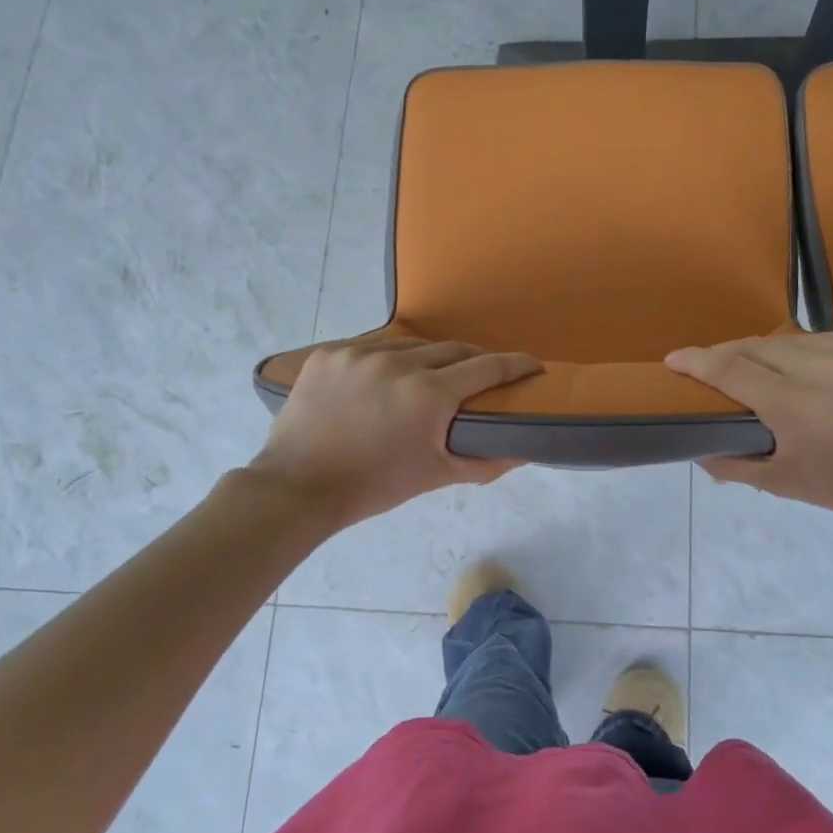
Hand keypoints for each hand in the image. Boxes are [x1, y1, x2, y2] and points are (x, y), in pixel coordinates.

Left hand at [250, 337, 541, 527]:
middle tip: (484, 376)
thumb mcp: (436, 476)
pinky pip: (371, 346)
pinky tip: (387, 376)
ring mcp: (358, 353)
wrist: (299, 487)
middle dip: (475, 360)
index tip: (533, 365)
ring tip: (433, 375)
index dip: (516, 364)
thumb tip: (525, 452)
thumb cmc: (375, 486)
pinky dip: (388, 359)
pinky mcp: (329, 353)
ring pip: (410, 344)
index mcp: (429, 394)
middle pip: (452, 349)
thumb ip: (486, 461)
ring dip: (430, 357)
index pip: (487, 367)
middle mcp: (397, 363)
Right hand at [665, 333, 832, 523]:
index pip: (731, 369)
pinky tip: (811, 369)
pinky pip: (832, 339)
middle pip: (757, 347)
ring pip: (795, 340)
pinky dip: (812, 352)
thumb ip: (732, 464)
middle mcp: (825, 368)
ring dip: (770, 352)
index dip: (698, 362)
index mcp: (795, 405)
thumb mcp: (784, 483)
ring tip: (763, 370)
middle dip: (728, 355)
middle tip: (713, 367)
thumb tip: (696, 449)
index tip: (674, 359)